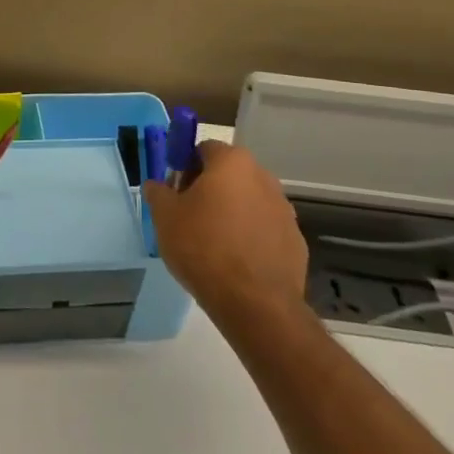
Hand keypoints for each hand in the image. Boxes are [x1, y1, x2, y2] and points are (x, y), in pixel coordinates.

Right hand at [145, 141, 308, 325]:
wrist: (255, 305)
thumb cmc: (204, 248)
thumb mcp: (165, 217)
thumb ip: (158, 192)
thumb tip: (157, 185)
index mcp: (232, 162)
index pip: (204, 149)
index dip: (185, 167)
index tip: (175, 193)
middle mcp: (263, 177)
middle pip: (229, 174)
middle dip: (210, 190)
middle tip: (190, 218)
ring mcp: (284, 210)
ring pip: (249, 202)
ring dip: (232, 213)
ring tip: (214, 245)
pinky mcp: (296, 241)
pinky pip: (265, 230)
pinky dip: (251, 238)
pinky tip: (237, 264)